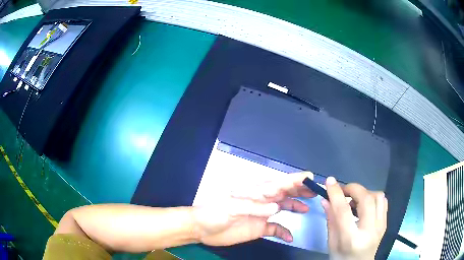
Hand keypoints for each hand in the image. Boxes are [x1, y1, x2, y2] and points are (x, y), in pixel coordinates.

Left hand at [192, 172, 315, 245]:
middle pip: (284, 193)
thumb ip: (254, 207)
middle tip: (314, 191)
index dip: (294, 179)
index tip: (309, 177)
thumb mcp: (231, 208)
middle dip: (299, 190)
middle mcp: (261, 202)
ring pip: (282, 208)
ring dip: (295, 207)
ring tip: (307, 208)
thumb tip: (276, 207)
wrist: (202, 229)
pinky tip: (290, 236)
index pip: (277, 183)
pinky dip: (284, 232)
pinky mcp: (258, 228)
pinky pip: (275, 229)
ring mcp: (261, 215)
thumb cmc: (213, 213)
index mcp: (254, 193)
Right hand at [322, 177, 387, 259]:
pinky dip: (373, 197)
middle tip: (343, 191)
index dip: (336, 194)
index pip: (344, 212)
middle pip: (366, 199)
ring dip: (364, 193)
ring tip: (354, 199)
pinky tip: (365, 204)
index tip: (329, 181)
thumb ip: (330, 220)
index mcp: (351, 240)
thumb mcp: (331, 243)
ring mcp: (380, 226)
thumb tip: (325, 200)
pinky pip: (383, 201)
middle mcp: (369, 231)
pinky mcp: (385, 223)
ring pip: (378, 196)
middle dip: (353, 189)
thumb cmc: (341, 258)